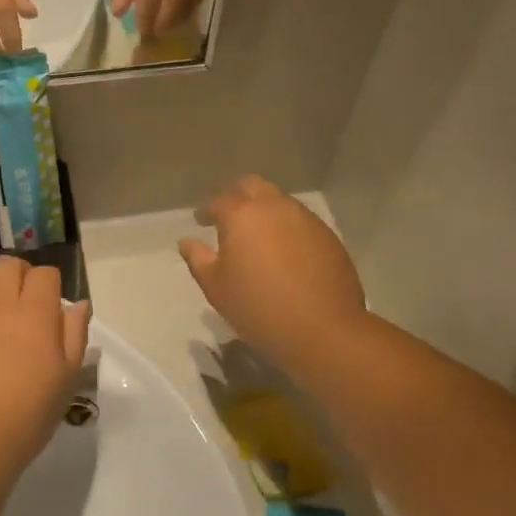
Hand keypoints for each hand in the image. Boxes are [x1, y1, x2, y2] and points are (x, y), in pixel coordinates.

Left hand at [0, 257, 91, 480]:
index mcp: (35, 312)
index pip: (45, 274)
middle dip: (19, 277)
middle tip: (21, 306)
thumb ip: (75, 334)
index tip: (50, 309)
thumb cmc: (27, 415)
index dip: (50, 287)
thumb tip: (78, 303)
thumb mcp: (66, 378)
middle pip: (8, 264)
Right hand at [178, 176, 367, 376]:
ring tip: (258, 235)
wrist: (322, 330)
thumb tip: (187, 242)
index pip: (219, 201)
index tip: (201, 220)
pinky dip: (287, 228)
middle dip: (237, 195)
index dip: (207, 210)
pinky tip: (284, 251)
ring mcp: (306, 219)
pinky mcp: (328, 236)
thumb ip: (198, 259)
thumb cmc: (258, 308)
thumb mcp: (216, 287)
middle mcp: (275, 207)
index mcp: (242, 215)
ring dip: (265, 210)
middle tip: (229, 215)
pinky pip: (301, 221)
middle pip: (252, 186)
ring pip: (280, 201)